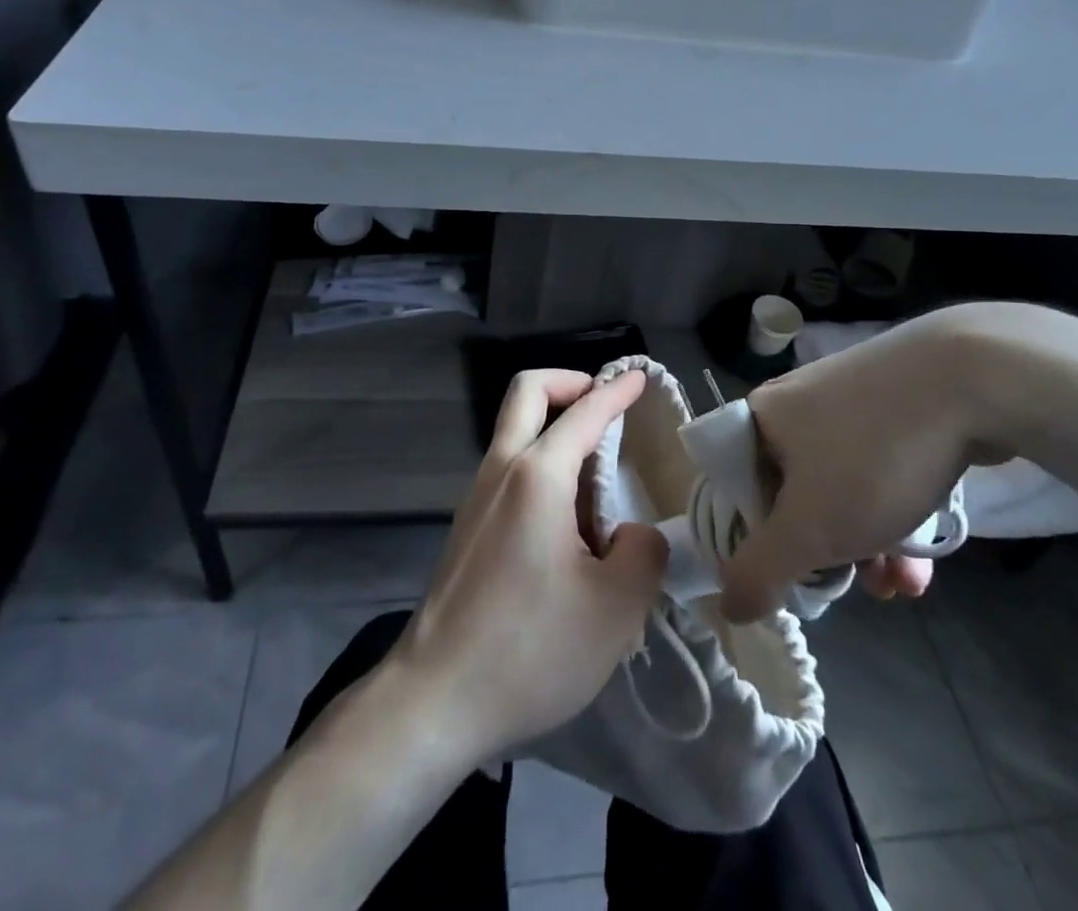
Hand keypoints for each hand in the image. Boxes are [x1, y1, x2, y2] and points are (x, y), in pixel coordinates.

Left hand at [392, 370, 666, 766]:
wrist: (434, 701)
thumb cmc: (530, 649)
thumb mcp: (615, 609)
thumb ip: (643, 554)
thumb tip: (634, 534)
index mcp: (537, 476)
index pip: (584, 413)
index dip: (615, 391)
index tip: (638, 377)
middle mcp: (501, 471)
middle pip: (527, 393)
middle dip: (568, 383)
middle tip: (603, 405)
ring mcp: (476, 498)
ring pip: (514, 432)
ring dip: (554, 429)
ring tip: (597, 480)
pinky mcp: (466, 528)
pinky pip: (508, 472)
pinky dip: (540, 466)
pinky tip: (566, 524)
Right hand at [720, 304, 1010, 621]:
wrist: (970, 378)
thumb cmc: (871, 454)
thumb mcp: (809, 528)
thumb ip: (760, 571)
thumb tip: (728, 606)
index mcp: (759, 419)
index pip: (733, 487)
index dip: (752, 540)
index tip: (786, 579)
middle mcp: (796, 405)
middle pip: (791, 494)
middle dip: (823, 553)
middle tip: (851, 587)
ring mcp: (848, 402)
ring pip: (841, 489)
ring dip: (865, 545)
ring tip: (901, 585)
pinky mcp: (894, 406)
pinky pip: (878, 470)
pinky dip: (893, 514)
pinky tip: (925, 559)